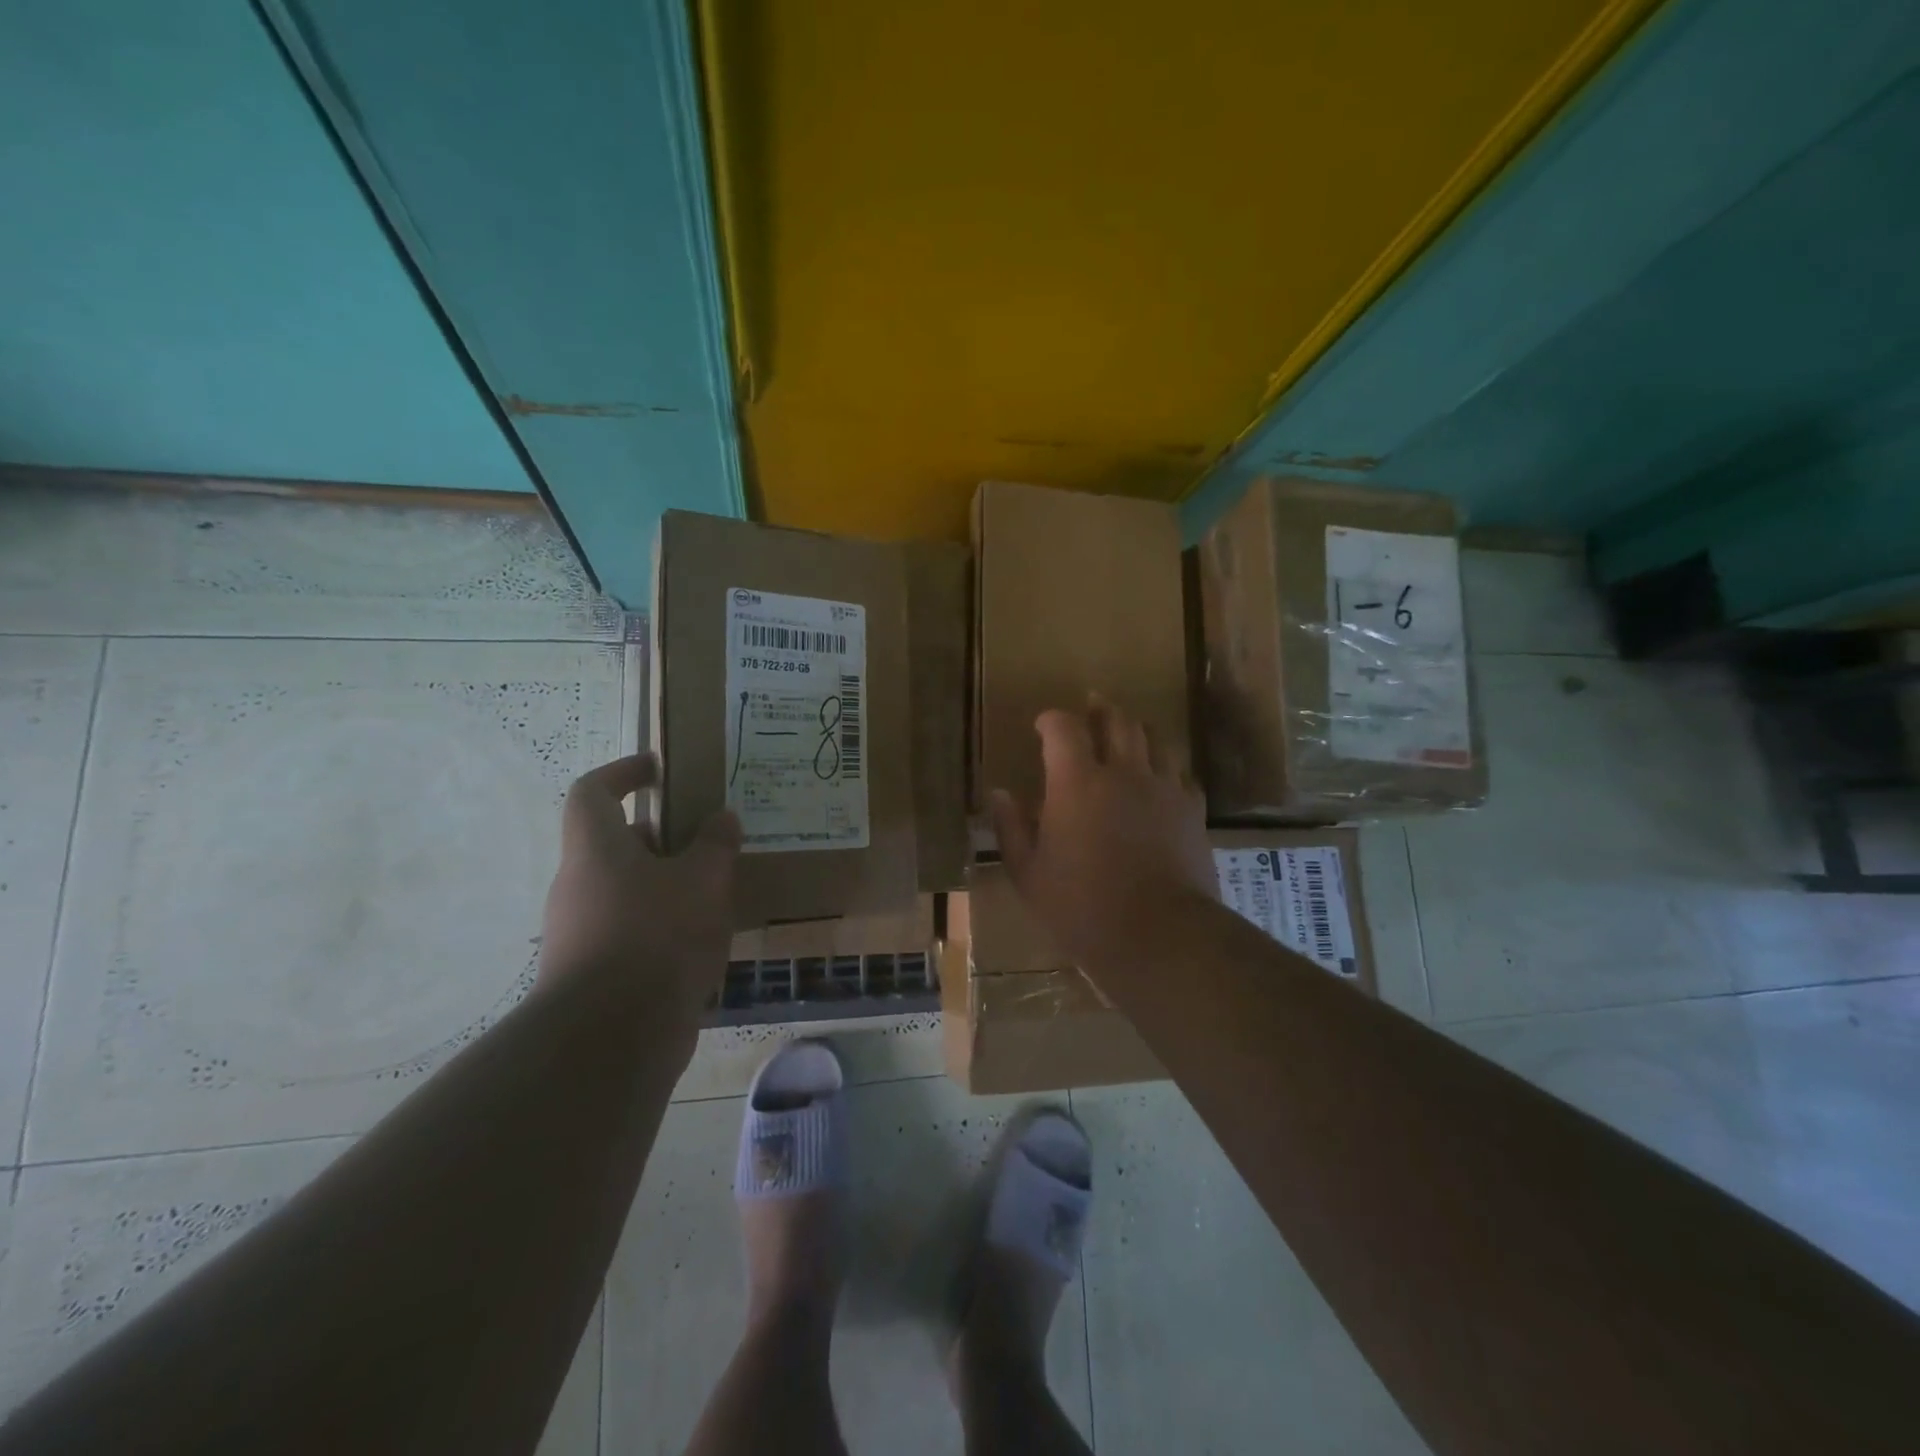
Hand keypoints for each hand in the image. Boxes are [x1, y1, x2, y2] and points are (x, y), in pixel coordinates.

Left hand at [537, 754, 740, 1026]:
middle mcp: (579, 885)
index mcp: (596, 850)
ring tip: (716, 891)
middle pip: (615, 845)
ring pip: (627, 891)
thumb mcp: (703, 880)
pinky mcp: (595, 972)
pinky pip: (632, 930)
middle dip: (662, 838)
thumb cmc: (657, 936)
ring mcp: (581, 932)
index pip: (592, 792)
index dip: (622, 773)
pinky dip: (664, 925)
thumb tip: (722, 818)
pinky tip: (703, 939)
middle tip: (707, 840)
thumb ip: (715, 845)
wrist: (613, 1037)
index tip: (657, 770)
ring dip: (667, 884)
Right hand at [990, 699, 1214, 970]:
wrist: (1159, 935)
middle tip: (1091, 708)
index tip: (1043, 726)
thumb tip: (1000, 793)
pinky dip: (1165, 768)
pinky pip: (1180, 774)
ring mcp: (1164, 789)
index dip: (1052, 720)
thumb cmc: (1081, 908)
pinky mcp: (1193, 811)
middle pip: (1117, 721)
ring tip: (1126, 736)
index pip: (1064, 728)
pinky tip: (1159, 781)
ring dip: (1135, 731)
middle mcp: (1123, 773)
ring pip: (1154, 739)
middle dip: (1100, 710)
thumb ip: (1011, 828)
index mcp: (1077, 783)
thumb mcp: (1029, 874)